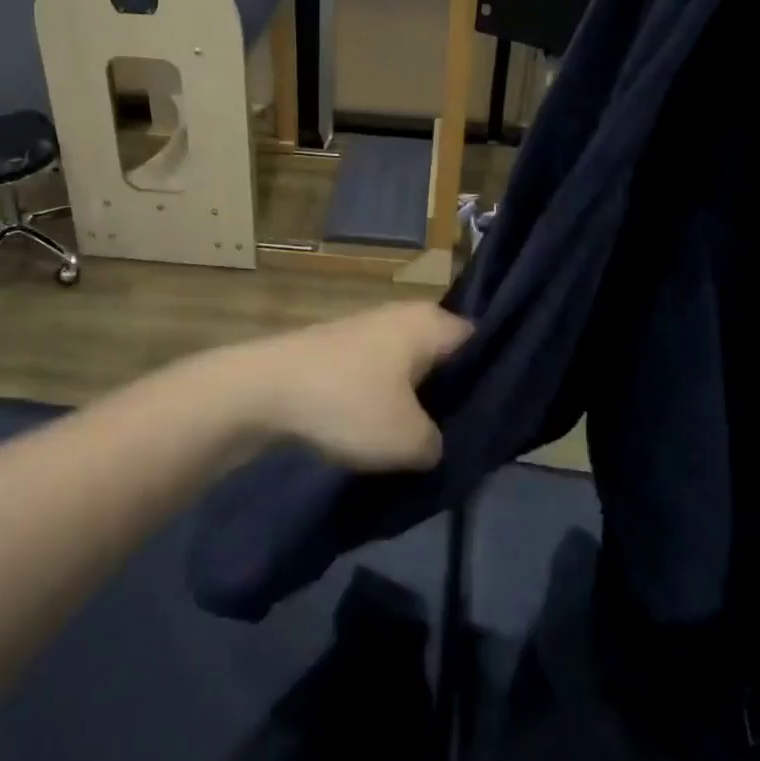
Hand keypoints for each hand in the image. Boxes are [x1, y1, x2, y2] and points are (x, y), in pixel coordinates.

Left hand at [223, 303, 469, 471]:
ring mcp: (369, 329)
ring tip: (423, 441)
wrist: (263, 390)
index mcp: (430, 322)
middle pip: (445, 356)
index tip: (495, 417)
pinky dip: (384, 400)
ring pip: (410, 367)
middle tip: (462, 436)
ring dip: (416, 401)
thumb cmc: (348, 403)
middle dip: (452, 394)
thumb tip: (436, 443)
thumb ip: (440, 445)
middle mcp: (404, 315)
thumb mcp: (409, 441)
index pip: (480, 343)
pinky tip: (383, 431)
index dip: (492, 379)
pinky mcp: (341, 349)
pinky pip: (380, 375)